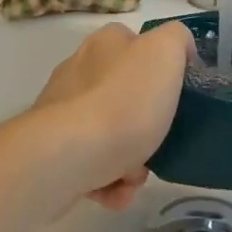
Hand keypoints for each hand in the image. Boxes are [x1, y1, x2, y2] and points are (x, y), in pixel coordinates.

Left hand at [32, 23, 189, 210]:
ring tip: (135, 176)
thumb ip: (177, 40)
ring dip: (129, 158)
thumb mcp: (165, 53)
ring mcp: (61, 111)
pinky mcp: (52, 148)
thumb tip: (179, 49)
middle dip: (145, 122)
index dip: (159, 67)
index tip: (175, 94)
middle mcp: (79, 70)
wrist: (68, 155)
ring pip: (108, 132)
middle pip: (123, 93)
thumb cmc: (124, 101)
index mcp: (105, 43)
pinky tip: (116, 191)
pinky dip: (107, 180)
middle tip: (159, 142)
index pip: (136, 44)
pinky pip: (89, 163)